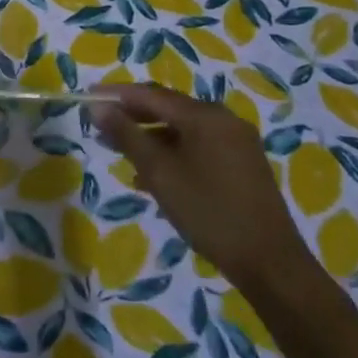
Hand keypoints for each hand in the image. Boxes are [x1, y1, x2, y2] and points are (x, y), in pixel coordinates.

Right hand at [92, 83, 315, 292]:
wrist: (270, 263)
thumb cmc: (208, 212)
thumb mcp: (159, 172)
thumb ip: (126, 135)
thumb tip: (98, 106)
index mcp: (204, 116)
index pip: (150, 94)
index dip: (116, 94)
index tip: (86, 98)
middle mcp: (223, 120)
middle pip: (168, 108)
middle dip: (132, 116)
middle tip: (100, 128)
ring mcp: (237, 142)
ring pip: (182, 129)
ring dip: (150, 136)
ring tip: (121, 153)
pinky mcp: (243, 163)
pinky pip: (198, 145)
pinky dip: (172, 152)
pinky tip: (153, 175)